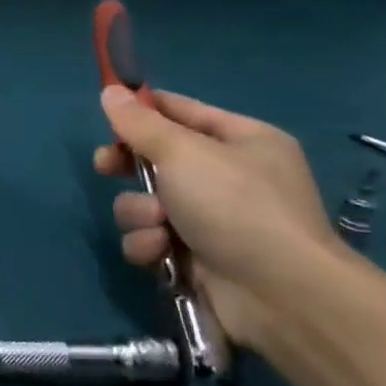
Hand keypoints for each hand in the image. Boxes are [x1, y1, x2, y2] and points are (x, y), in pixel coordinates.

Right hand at [93, 86, 346, 346]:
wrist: (280, 296)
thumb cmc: (236, 205)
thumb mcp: (183, 152)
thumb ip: (139, 123)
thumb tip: (110, 89)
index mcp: (239, 140)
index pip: (180, 110)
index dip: (142, 109)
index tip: (105, 111)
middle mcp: (226, 177)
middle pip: (155, 158)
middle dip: (127, 165)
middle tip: (104, 166)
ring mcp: (209, 220)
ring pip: (144, 202)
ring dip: (139, 212)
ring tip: (159, 225)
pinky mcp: (192, 259)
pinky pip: (150, 239)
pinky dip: (149, 245)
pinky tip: (163, 252)